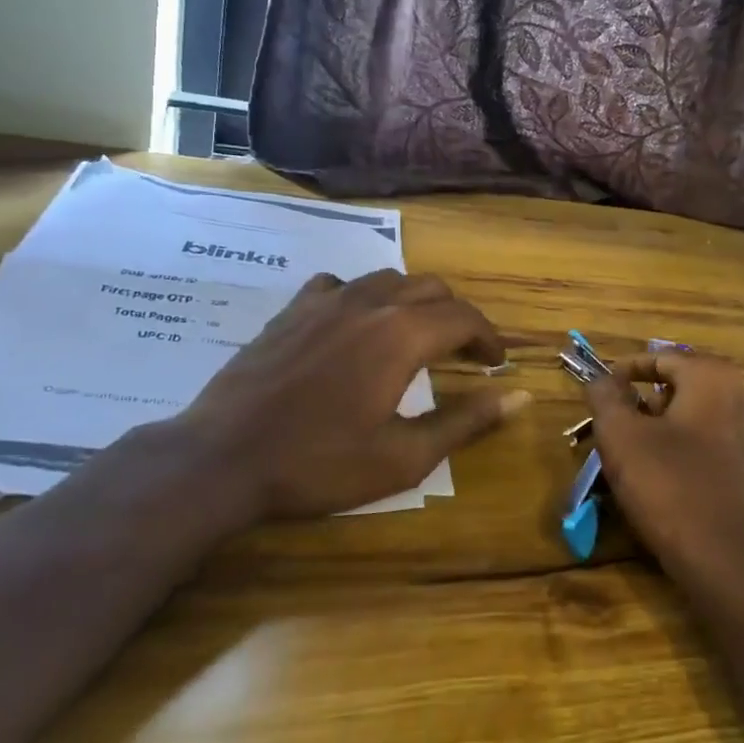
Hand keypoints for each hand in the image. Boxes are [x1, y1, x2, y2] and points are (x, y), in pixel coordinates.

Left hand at [129, 270, 529, 530]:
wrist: (222, 458)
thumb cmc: (319, 463)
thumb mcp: (404, 456)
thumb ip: (466, 421)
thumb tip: (521, 397)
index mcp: (403, 334)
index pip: (465, 318)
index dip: (488, 338)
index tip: (497, 364)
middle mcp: (371, 302)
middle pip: (432, 289)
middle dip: (458, 318)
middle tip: (464, 354)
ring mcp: (327, 299)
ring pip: (389, 279)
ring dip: (415, 302)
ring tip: (417, 336)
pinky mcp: (293, 309)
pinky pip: (340, 284)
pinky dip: (363, 297)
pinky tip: (354, 325)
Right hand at [583, 353, 743, 593]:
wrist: (734, 566)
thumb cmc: (671, 488)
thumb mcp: (621, 437)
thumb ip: (606, 396)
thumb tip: (602, 379)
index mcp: (715, 377)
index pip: (661, 358)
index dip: (625, 372)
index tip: (602, 393)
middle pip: (685, 387)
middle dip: (649, 403)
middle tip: (620, 428)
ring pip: (705, 419)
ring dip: (673, 429)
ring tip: (644, 458)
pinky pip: (724, 450)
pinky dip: (698, 454)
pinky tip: (678, 485)